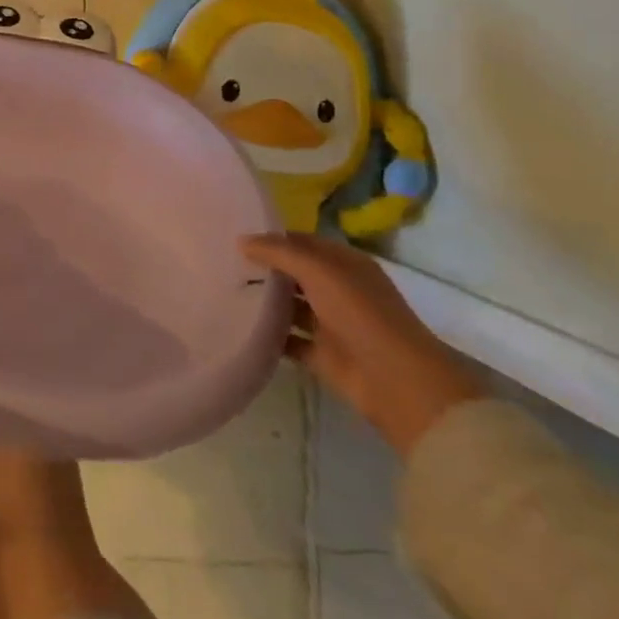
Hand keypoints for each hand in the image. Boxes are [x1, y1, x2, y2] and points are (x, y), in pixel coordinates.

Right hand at [241, 233, 484, 456]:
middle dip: (264, 269)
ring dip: (264, 302)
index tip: (235, 237)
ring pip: (290, 307)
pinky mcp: (322, 355)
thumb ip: (279, 253)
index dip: (272, 238)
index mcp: (345, 264)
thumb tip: (241, 241)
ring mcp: (331, 324)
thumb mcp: (319, 271)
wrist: (396, 381)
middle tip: (222, 262)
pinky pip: (288, 340)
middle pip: (294, 274)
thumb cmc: (360, 313)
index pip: (302, 242)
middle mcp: (338, 290)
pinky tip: (239, 326)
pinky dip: (268, 335)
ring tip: (223, 291)